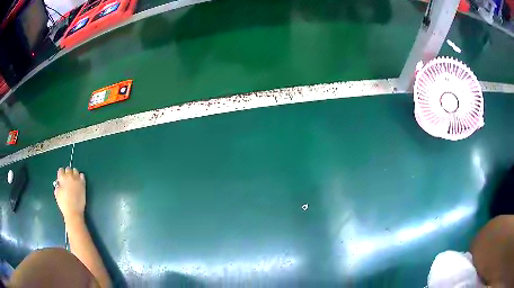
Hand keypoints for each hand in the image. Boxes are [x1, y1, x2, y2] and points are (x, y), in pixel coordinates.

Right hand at [54, 167, 85, 221]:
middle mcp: (69, 176)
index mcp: (62, 178)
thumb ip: (58, 186)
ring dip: (74, 174)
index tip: (62, 178)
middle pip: (68, 169)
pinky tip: (79, 181)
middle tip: (68, 179)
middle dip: (68, 173)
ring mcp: (76, 179)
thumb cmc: (64, 204)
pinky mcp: (83, 184)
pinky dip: (80, 177)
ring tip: (74, 180)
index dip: (61, 174)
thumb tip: (59, 183)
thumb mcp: (57, 194)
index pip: (61, 170)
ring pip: (75, 171)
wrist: (73, 211)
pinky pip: (82, 176)